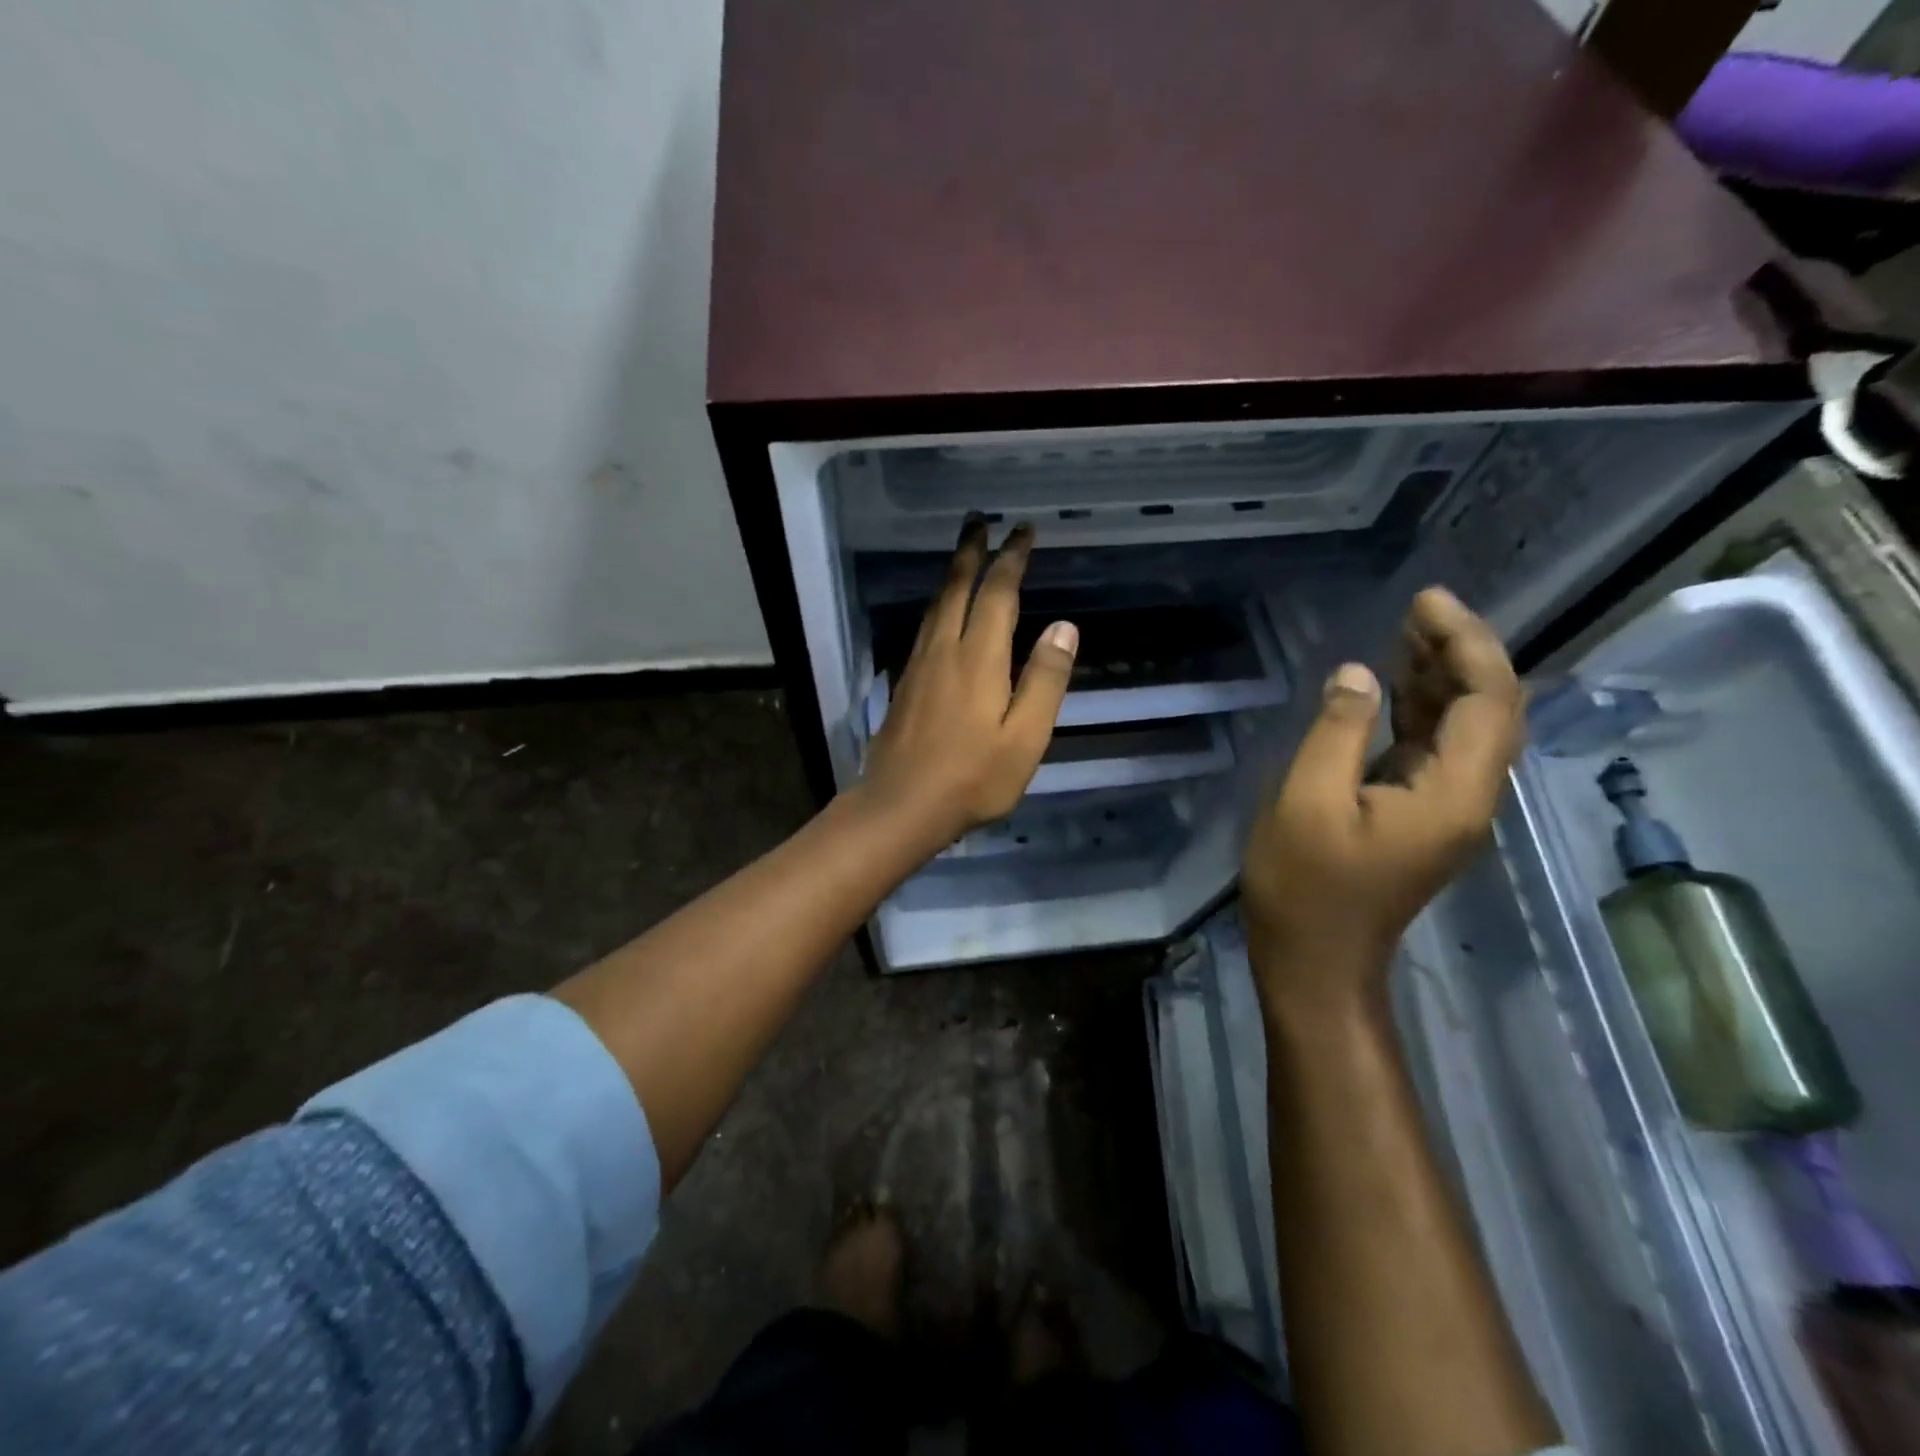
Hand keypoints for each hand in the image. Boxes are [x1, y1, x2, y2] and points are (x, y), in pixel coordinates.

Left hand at [856, 519, 1078, 847]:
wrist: (900, 806)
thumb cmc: (972, 778)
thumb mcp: (1025, 737)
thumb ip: (1045, 681)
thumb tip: (1064, 628)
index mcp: (978, 658)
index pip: (997, 593)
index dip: (1011, 559)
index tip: (1022, 531)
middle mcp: (944, 650)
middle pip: (957, 588)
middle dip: (971, 552)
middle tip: (979, 522)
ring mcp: (918, 666)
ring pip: (936, 606)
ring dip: (952, 575)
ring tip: (962, 555)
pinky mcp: (904, 684)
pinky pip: (925, 629)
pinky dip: (938, 606)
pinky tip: (940, 614)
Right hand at [1242, 587, 1524, 1018]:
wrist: (1315, 961)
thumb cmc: (1305, 886)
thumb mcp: (1307, 800)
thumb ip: (1336, 731)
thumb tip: (1357, 674)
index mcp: (1451, 794)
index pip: (1486, 700)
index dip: (1465, 643)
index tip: (1424, 602)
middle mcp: (1467, 797)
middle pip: (1488, 709)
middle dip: (1460, 652)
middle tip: (1415, 609)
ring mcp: (1446, 809)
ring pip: (1464, 727)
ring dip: (1442, 677)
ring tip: (1405, 632)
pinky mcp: (1420, 816)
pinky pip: (1436, 749)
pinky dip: (1421, 710)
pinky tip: (1392, 687)